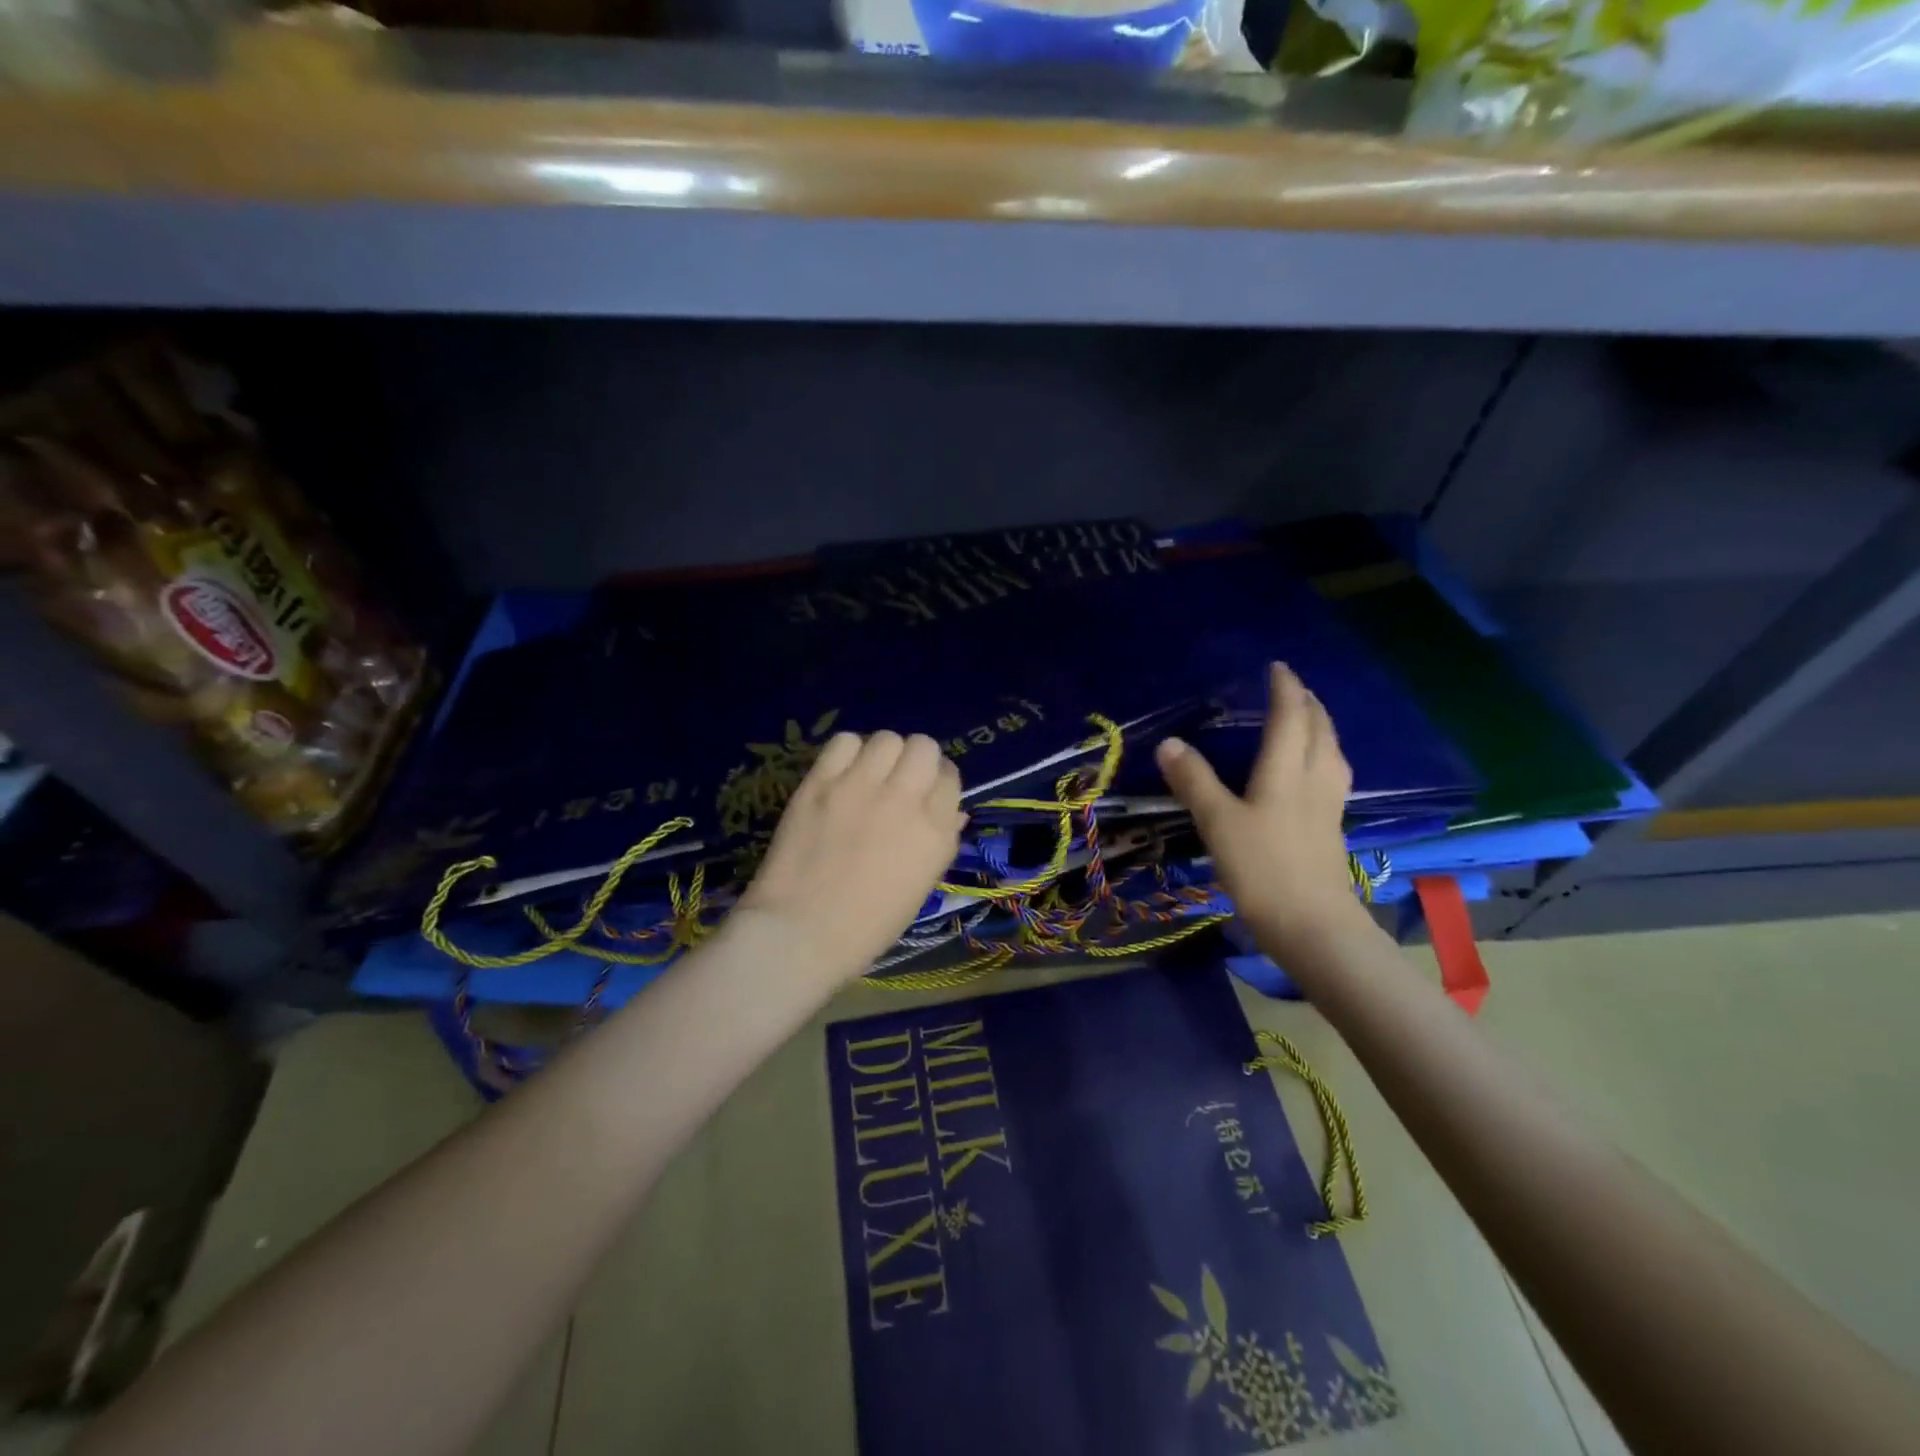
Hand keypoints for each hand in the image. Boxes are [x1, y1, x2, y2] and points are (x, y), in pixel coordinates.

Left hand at [736, 731, 965, 983]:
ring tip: (869, 776)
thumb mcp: (920, 888)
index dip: (938, 783)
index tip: (925, 795)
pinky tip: (842, 775)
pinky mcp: (820, 782)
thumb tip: (953, 812)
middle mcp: (905, 800)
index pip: (950, 777)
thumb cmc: (867, 925)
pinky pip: (844, 742)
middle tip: (899, 782)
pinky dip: (848, 753)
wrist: (800, 933)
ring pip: (887, 738)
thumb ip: (941, 842)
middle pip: (924, 747)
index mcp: (935, 832)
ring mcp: (860, 787)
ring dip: (884, 754)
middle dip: (916, 761)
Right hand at [1155, 662, 1369, 956]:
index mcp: (1287, 771)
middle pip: (1320, 731)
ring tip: (1309, 722)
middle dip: (1308, 704)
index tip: (1278, 667)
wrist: (1313, 926)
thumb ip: (1194, 781)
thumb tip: (1168, 743)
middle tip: (1294, 689)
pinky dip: (1324, 758)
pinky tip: (1314, 774)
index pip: (1290, 717)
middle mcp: (1314, 780)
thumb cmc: (1263, 868)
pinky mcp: (1331, 830)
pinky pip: (1332, 777)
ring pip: (1332, 754)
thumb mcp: (1218, 822)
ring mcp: (1328, 806)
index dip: (1285, 690)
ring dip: (1322, 729)